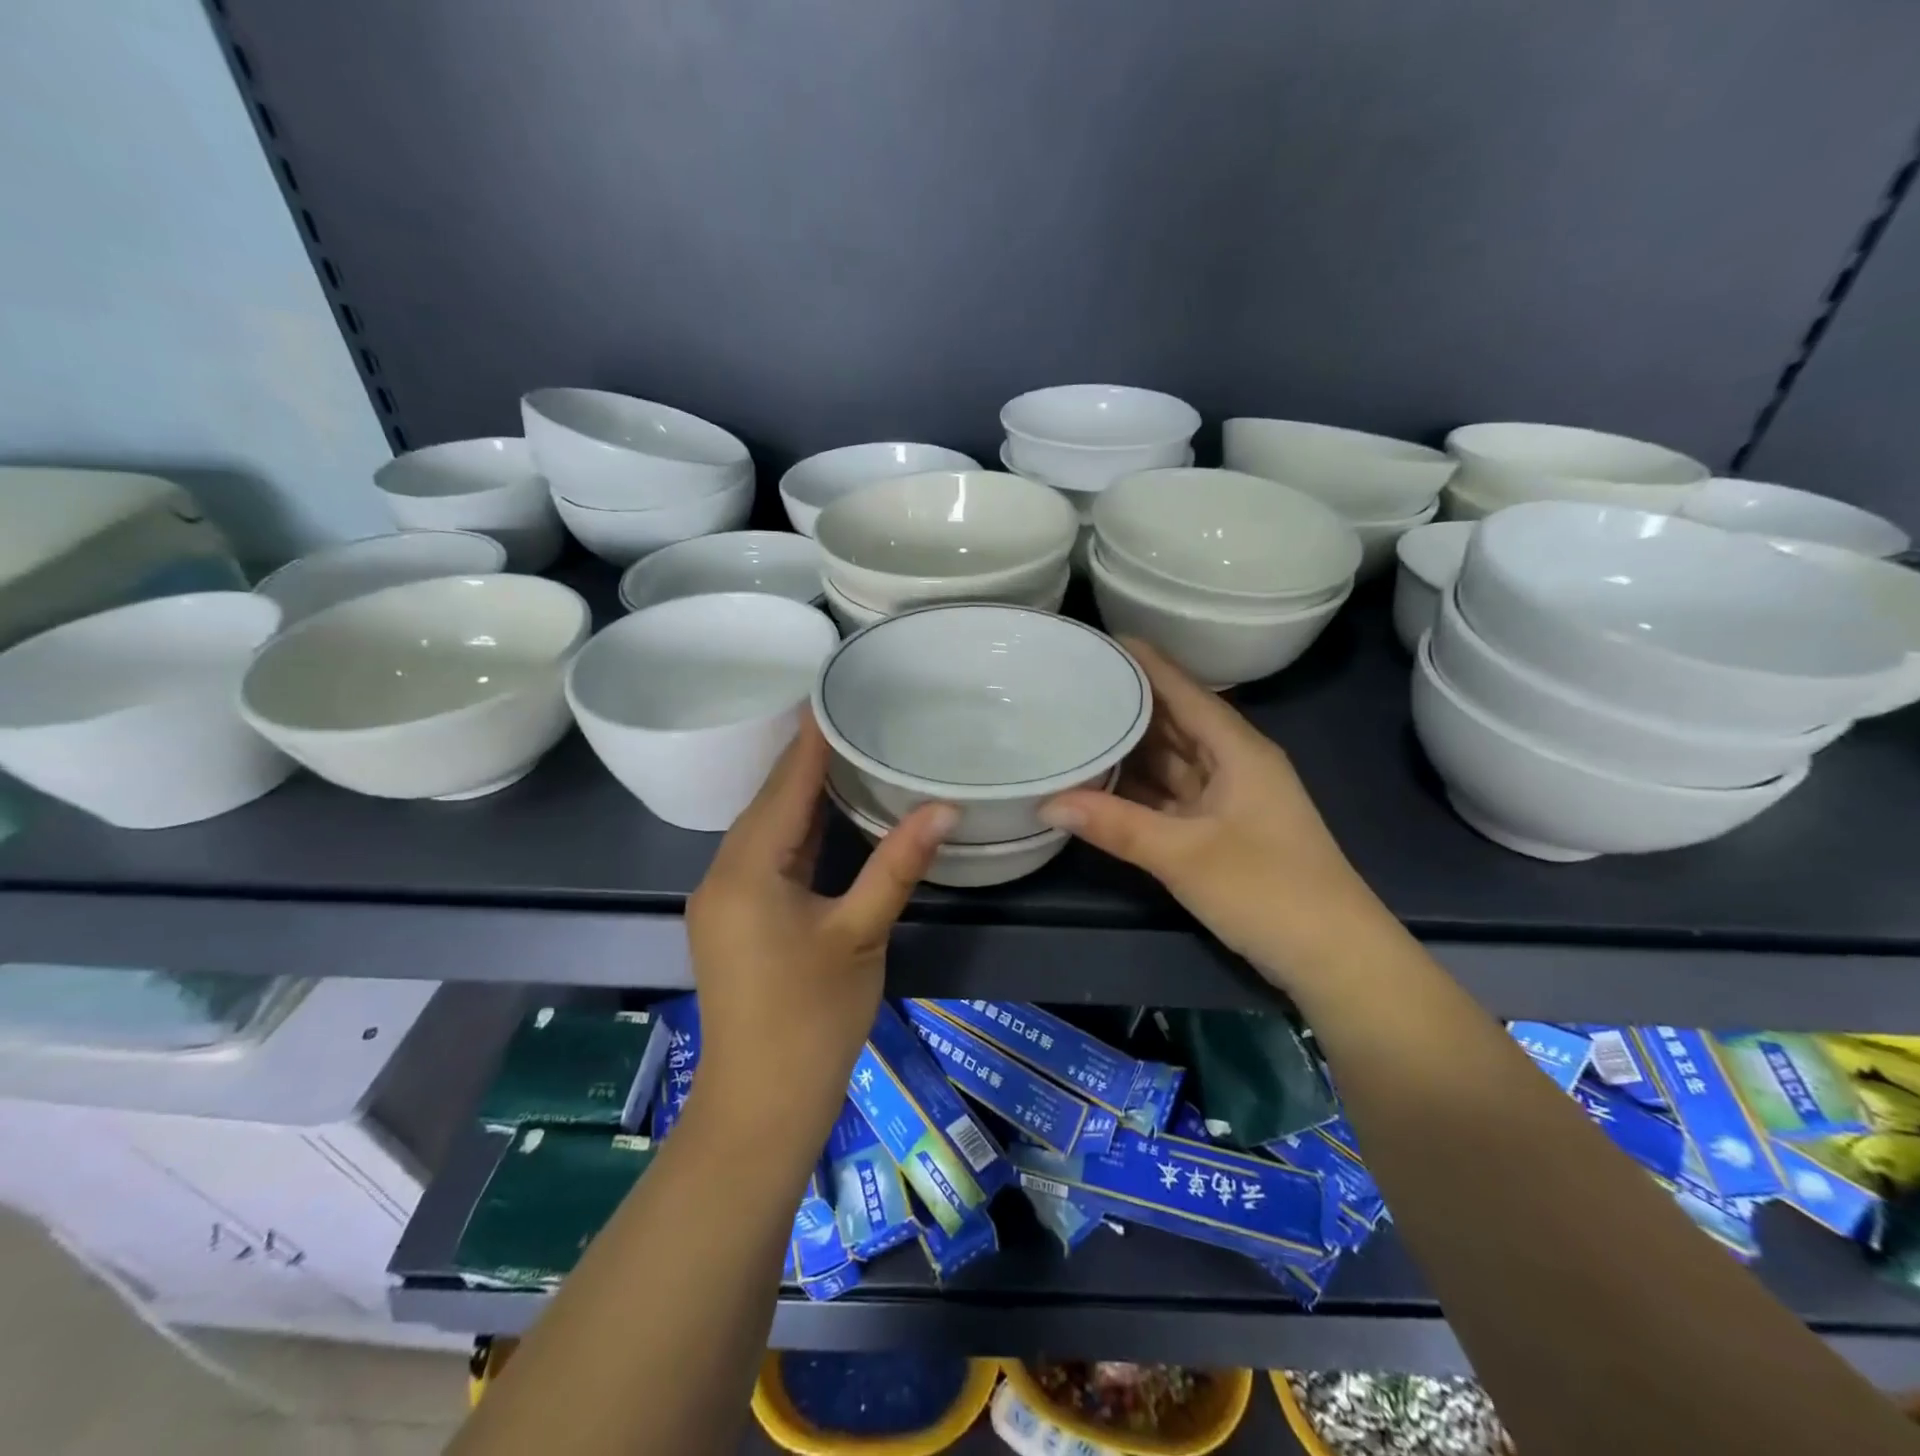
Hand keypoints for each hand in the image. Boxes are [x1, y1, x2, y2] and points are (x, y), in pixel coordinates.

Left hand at [686, 714, 954, 1120]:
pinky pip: (766, 856)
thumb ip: (897, 865)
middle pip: (770, 801)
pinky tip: (827, 815)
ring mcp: (724, 898)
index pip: (785, 785)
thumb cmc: (811, 1018)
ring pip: (766, 830)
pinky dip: (797, 830)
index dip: (811, 739)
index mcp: (747, 869)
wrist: (761, 1104)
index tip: (834, 693)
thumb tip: (943, 809)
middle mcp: (724, 873)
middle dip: (808, 759)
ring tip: (846, 752)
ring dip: (803, 795)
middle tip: (852, 716)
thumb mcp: (860, 934)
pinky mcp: (735, 919)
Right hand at [1040, 640, 1393, 990]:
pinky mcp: (1221, 830)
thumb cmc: (1267, 891)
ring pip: (1171, 761)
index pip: (1183, 690)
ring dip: (1129, 749)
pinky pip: (1171, 795)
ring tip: (1075, 726)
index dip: (1145, 663)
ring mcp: (1228, 798)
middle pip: (1174, 721)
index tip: (1098, 641)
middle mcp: (1233, 763)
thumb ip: (1115, 825)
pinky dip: (1139, 789)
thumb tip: (1048, 801)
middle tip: (1072, 684)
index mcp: (1237, 750)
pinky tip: (1100, 783)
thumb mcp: (1184, 856)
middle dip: (1128, 703)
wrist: (1335, 958)